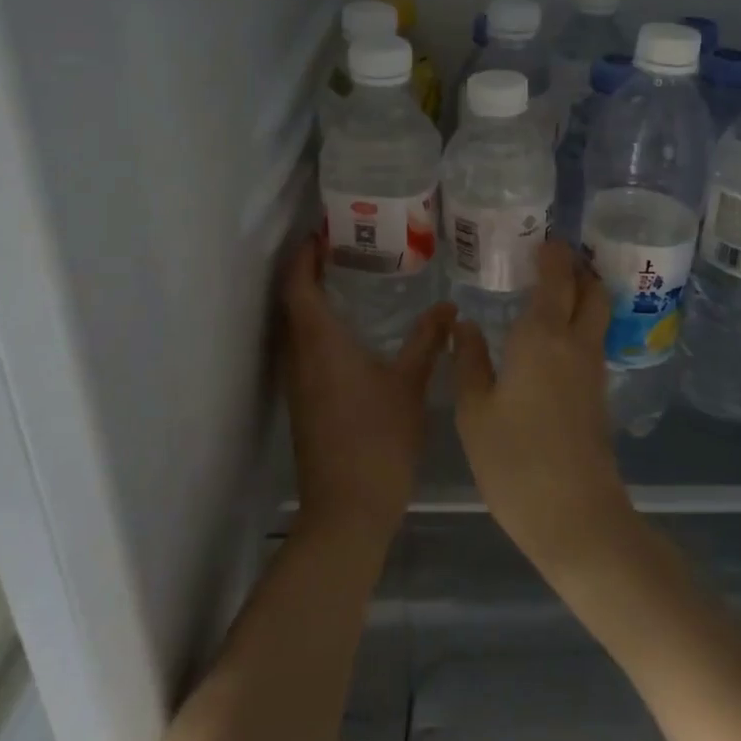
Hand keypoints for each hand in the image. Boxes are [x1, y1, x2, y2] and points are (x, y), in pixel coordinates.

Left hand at [280, 239, 452, 546]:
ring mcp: (297, 383)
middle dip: (308, 272)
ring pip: (295, 328)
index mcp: (319, 342)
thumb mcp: (410, 384)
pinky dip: (318, 328)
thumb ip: (428, 341)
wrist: (347, 509)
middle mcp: (299, 356)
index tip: (322, 232)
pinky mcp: (303, 403)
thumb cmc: (379, 438)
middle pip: (291, 302)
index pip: (298, 285)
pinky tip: (349, 332)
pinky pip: (303, 350)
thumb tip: (448, 307)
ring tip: (348, 280)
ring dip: (311, 300)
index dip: (303, 255)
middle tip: (342, 248)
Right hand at [451, 241, 638, 580]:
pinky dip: (579, 324)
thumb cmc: (515, 460)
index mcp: (542, 336)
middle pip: (592, 290)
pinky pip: (592, 341)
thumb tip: (465, 324)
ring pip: (597, 315)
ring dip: (581, 294)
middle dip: (577, 268)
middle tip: (550, 260)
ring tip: (548, 292)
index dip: (553, 253)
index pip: (556, 277)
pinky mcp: (598, 395)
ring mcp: (593, 370)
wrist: (575, 517)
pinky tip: (551, 339)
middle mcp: (576, 343)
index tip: (541, 238)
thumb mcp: (474, 411)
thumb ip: (469, 361)